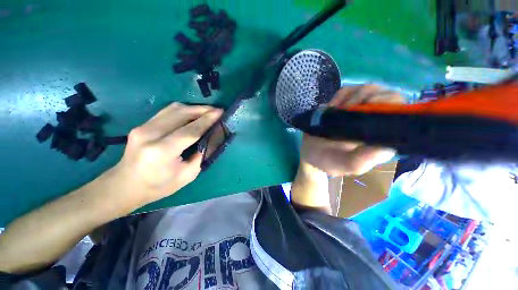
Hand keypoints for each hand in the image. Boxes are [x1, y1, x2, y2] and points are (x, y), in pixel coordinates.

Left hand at [111, 103, 222, 207]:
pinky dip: (184, 110)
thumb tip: (211, 138)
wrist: (125, 185)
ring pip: (174, 109)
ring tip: (208, 112)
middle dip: (203, 110)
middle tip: (217, 111)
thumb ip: (201, 155)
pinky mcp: (142, 124)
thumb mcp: (187, 175)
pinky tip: (193, 114)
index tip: (221, 113)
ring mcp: (143, 127)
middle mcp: (150, 134)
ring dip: (194, 108)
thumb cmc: (158, 186)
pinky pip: (167, 111)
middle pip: (181, 114)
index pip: (190, 130)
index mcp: (162, 151)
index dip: (207, 120)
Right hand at [300, 85, 403, 176]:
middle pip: (387, 95)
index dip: (387, 105)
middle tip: (345, 110)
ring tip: (335, 111)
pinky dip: (339, 96)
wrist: (309, 152)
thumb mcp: (343, 165)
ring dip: (350, 98)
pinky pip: (349, 90)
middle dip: (365, 99)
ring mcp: (360, 111)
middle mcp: (375, 122)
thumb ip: (361, 160)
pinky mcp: (345, 105)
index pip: (400, 113)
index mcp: (382, 137)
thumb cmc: (327, 160)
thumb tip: (384, 146)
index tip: (364, 110)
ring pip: (368, 90)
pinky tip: (332, 108)